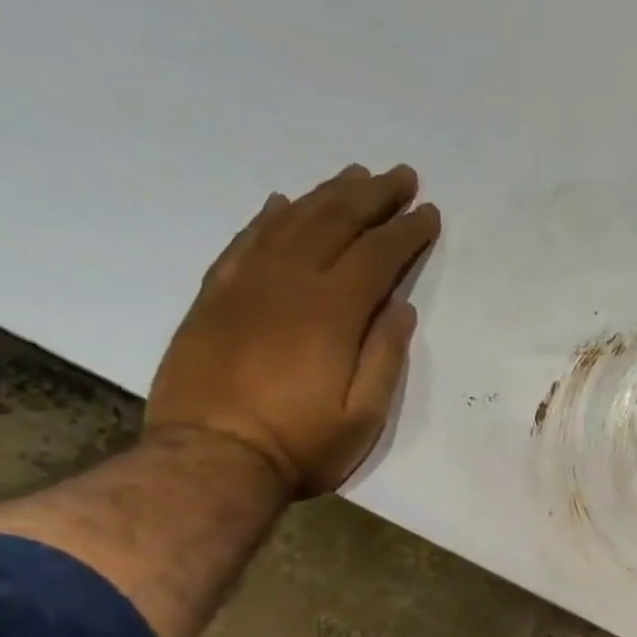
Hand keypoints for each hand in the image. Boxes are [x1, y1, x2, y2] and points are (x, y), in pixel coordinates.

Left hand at [146, 163, 440, 495]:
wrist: (208, 460)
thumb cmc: (300, 445)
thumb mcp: (363, 416)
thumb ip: (385, 356)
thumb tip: (401, 306)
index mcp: (332, 312)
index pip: (377, 255)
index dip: (406, 231)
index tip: (428, 212)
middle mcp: (288, 283)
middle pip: (334, 222)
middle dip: (373, 196)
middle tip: (400, 175)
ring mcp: (245, 285)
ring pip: (290, 222)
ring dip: (326, 195)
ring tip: (354, 176)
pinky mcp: (214, 297)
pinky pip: (244, 242)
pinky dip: (268, 218)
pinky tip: (282, 203)